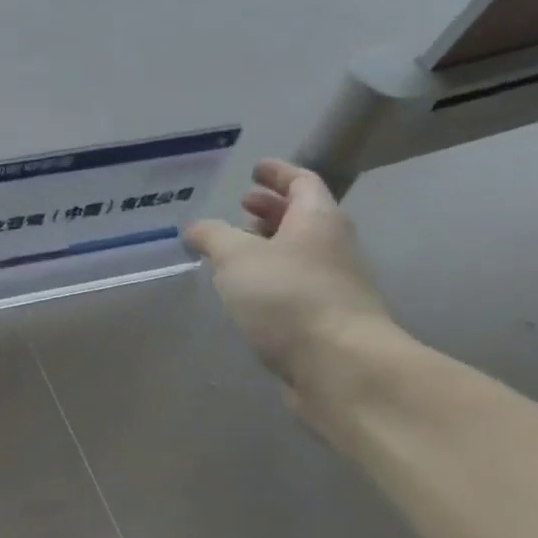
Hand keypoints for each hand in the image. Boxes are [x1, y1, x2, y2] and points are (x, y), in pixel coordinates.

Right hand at [183, 159, 394, 388]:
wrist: (341, 368)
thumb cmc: (289, 297)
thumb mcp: (236, 257)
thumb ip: (212, 236)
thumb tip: (195, 228)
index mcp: (318, 220)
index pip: (302, 182)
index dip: (278, 173)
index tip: (255, 168)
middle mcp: (332, 247)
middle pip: (302, 217)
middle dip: (270, 209)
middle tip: (241, 206)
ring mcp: (333, 286)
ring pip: (298, 253)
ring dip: (269, 245)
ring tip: (235, 250)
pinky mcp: (326, 320)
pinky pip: (295, 286)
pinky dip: (271, 279)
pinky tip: (246, 291)